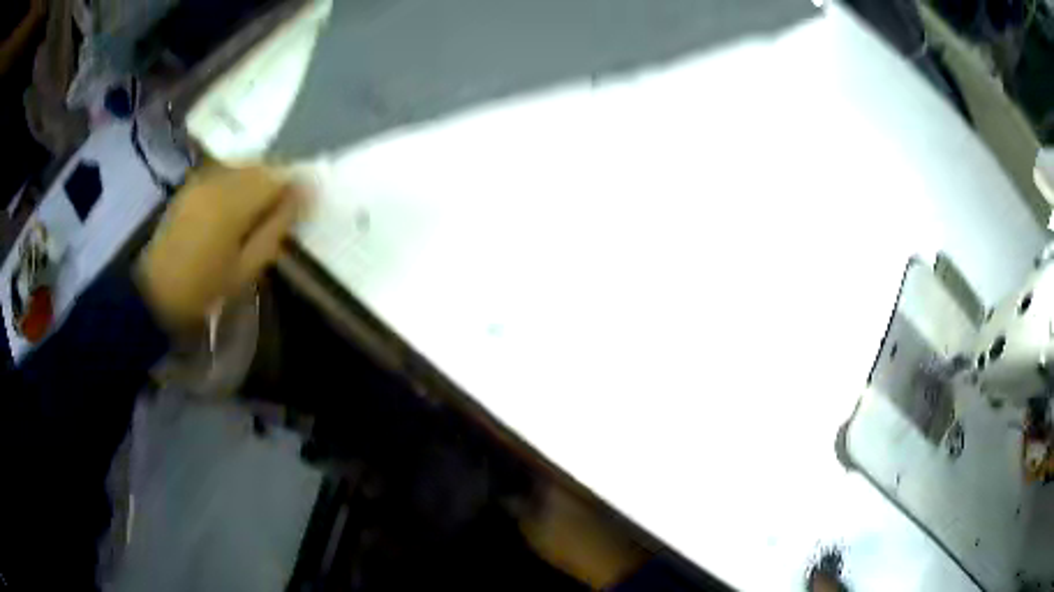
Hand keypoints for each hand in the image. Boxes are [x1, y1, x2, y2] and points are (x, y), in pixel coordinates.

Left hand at [136, 166, 307, 330]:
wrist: (153, 290)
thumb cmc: (202, 288)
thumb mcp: (246, 269)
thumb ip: (276, 228)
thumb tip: (304, 196)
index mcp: (235, 201)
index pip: (280, 176)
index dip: (299, 186)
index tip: (308, 204)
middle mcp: (220, 178)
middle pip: (263, 165)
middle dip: (280, 181)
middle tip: (286, 209)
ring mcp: (204, 177)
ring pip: (245, 165)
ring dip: (260, 181)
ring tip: (263, 208)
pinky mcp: (193, 182)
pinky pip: (227, 170)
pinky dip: (240, 181)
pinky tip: (238, 204)